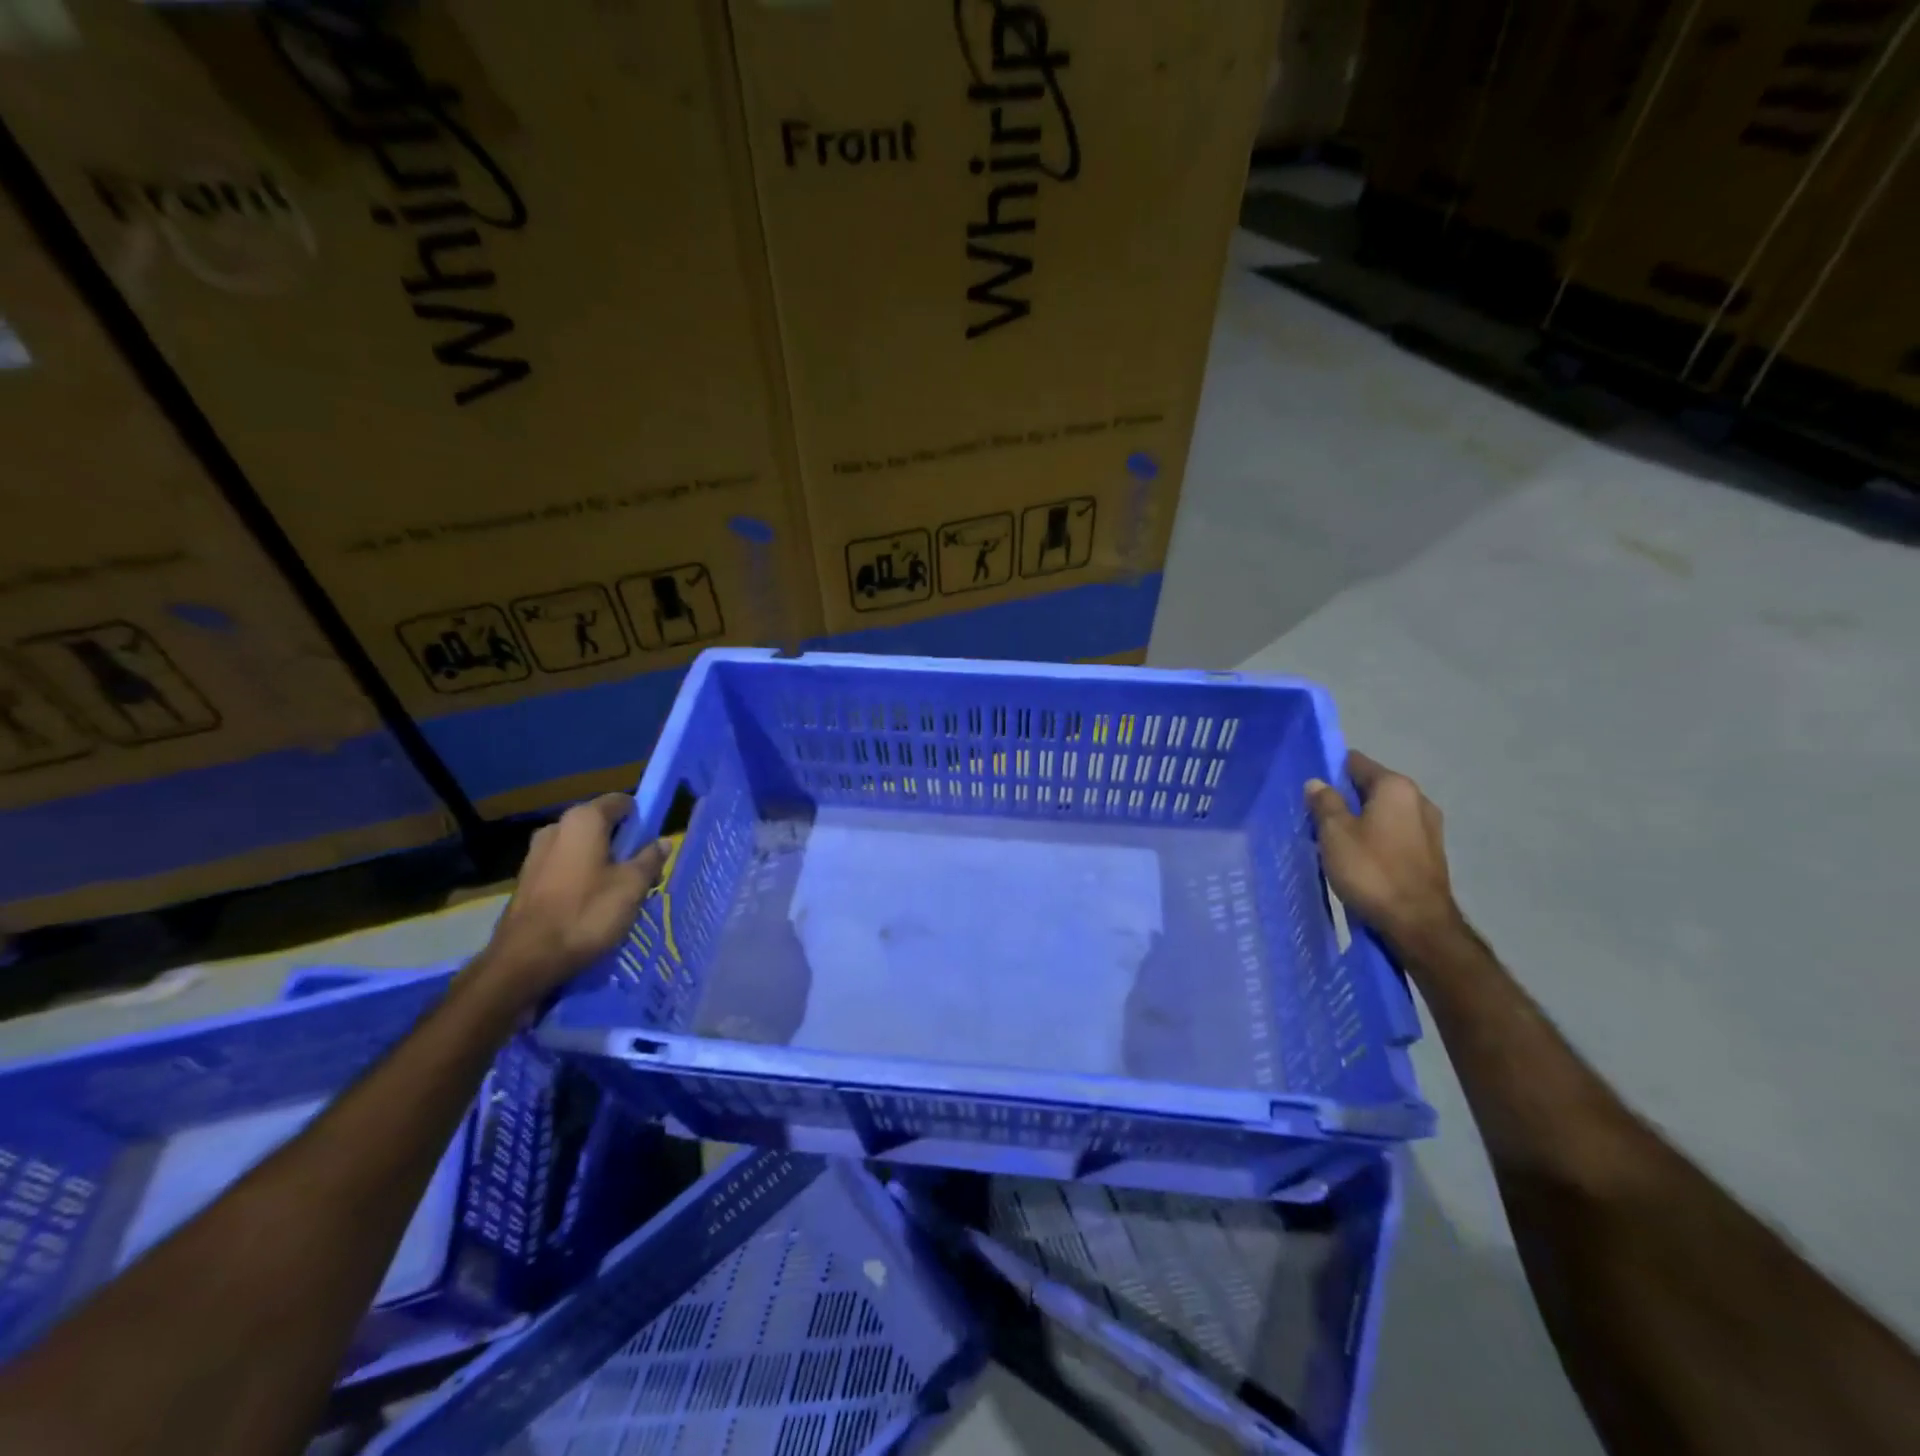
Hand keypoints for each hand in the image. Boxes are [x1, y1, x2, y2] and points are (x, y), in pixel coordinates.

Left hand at [478, 794, 666, 1003]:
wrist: (526, 959)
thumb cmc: (587, 914)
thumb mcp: (632, 886)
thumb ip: (650, 859)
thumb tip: (662, 842)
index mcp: (584, 820)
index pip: (621, 801)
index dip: (641, 817)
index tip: (654, 841)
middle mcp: (556, 828)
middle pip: (601, 826)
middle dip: (623, 844)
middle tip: (641, 872)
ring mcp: (536, 854)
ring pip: (582, 848)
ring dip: (602, 863)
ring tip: (618, 893)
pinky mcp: (526, 880)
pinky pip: (564, 867)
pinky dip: (581, 878)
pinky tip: (591, 905)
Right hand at [1306, 752, 1461, 953]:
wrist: (1417, 924)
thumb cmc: (1371, 870)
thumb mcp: (1335, 833)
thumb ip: (1324, 803)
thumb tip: (1317, 783)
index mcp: (1395, 787)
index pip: (1356, 762)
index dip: (1330, 771)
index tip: (1309, 788)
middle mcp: (1418, 799)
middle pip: (1371, 788)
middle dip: (1344, 798)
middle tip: (1316, 817)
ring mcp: (1429, 827)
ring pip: (1383, 813)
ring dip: (1359, 820)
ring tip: (1334, 840)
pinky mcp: (1430, 853)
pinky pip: (1394, 834)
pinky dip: (1375, 838)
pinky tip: (1358, 857)